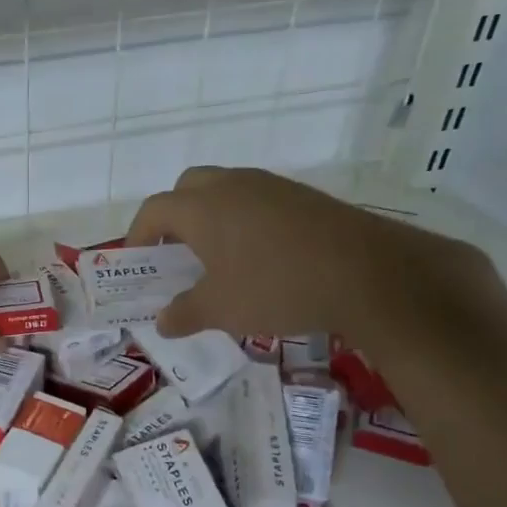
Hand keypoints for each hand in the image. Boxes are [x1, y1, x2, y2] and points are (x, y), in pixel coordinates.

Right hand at [123, 167, 494, 344]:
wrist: (368, 273)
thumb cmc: (277, 288)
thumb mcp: (222, 310)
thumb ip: (184, 313)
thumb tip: (163, 321)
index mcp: (202, 208)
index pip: (153, 211)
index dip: (138, 236)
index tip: (139, 263)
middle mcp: (231, 186)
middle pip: (186, 188)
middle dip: (174, 216)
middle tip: (178, 253)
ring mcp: (270, 186)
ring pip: (224, 190)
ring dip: (212, 216)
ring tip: (219, 258)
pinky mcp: (302, 196)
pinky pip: (257, 199)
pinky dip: (245, 220)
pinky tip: (261, 256)